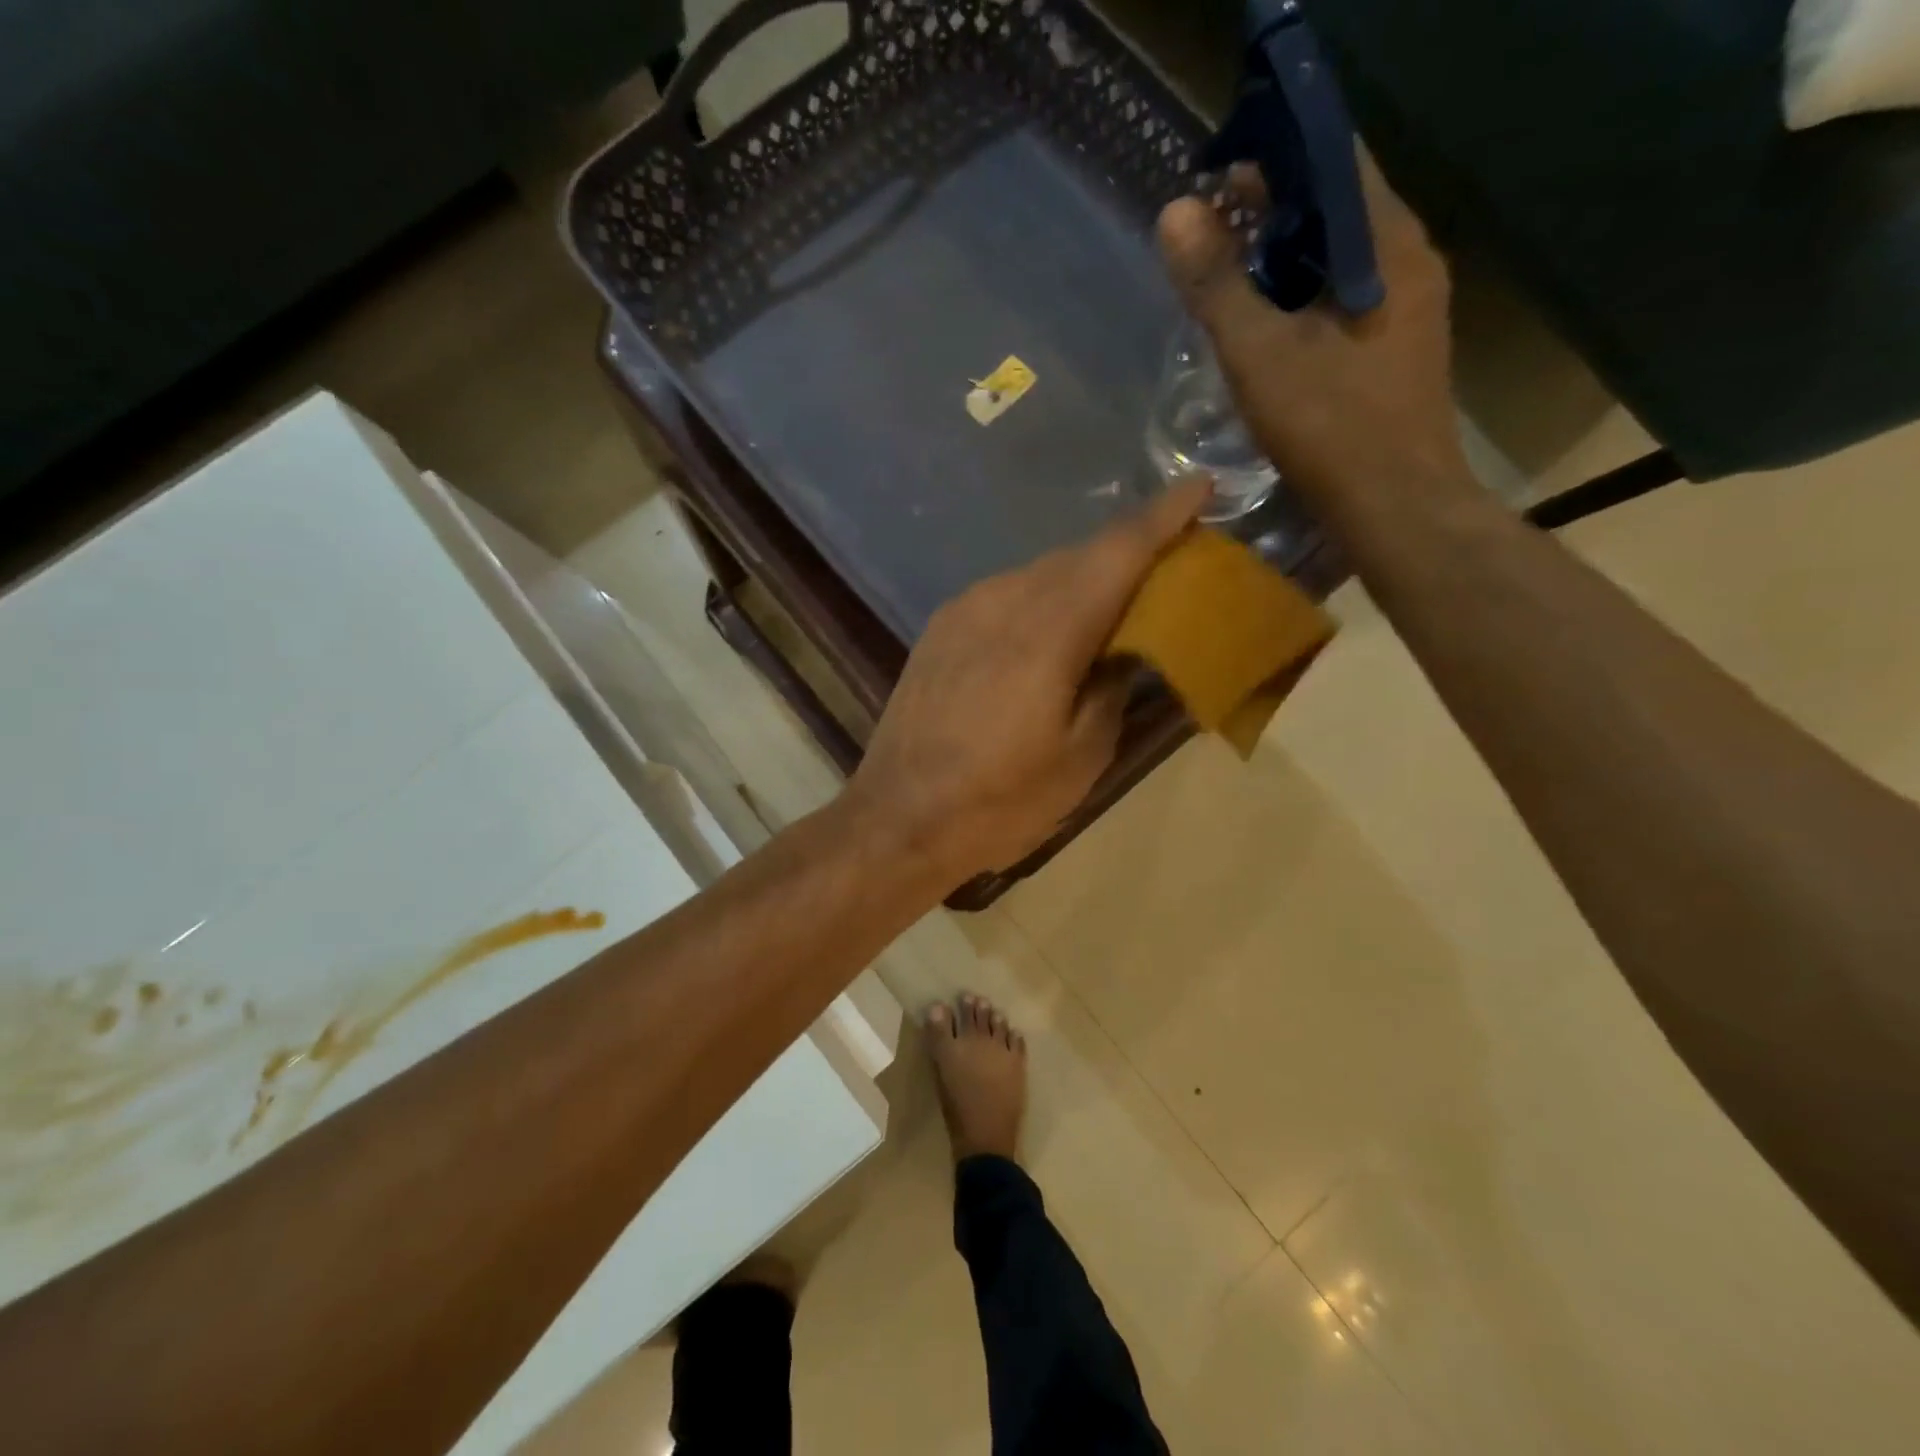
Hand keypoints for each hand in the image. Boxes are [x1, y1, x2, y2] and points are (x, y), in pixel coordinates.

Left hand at [845, 480, 1209, 887]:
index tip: (1200, 486)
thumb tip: (1126, 649)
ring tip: (1109, 609)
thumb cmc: (999, 800)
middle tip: (1165, 570)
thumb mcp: (1080, 757)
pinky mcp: (939, 629)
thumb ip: (1113, 688)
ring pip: (1039, 573)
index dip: (1163, 516)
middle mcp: (1003, 600)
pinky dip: (1041, 600)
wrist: (898, 817)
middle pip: (1078, 556)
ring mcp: (963, 610)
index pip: (1117, 551)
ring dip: (1081, 580)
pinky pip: (1005, 594)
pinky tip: (1048, 634)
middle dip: (1126, 553)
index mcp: (1047, 630)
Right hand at [1157, 159, 1473, 521]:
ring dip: (1286, 260)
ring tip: (1229, 277)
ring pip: (1340, 261)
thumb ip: (1217, 285)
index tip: (1218, 178)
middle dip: (1274, 212)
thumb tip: (1175, 214)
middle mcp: (1410, 263)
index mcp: (1387, 246)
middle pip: (1337, 211)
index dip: (1275, 160)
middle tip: (1211, 230)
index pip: (1334, 163)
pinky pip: (1345, 301)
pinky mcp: (1397, 351)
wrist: (1397, 508)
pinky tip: (1266, 329)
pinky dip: (1303, 300)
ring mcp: (1410, 310)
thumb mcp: (1260, 354)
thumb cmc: (1331, 428)